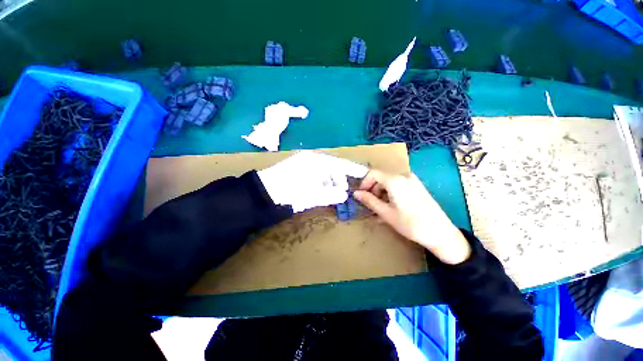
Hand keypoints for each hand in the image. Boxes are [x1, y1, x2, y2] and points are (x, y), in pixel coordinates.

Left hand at [258, 150, 368, 212]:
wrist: (263, 193)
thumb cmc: (289, 192)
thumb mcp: (312, 194)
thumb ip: (330, 194)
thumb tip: (343, 194)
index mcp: (316, 161)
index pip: (339, 164)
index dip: (352, 169)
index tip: (363, 173)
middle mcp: (311, 159)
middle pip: (332, 168)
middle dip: (339, 180)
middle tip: (341, 192)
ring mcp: (303, 163)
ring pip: (323, 172)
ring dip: (329, 182)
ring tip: (329, 194)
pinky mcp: (297, 169)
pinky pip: (315, 174)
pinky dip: (320, 182)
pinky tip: (318, 191)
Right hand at [353, 170, 470, 264]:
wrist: (440, 233)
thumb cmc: (410, 224)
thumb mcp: (386, 213)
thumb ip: (369, 201)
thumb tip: (356, 193)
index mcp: (395, 180)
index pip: (373, 174)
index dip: (364, 183)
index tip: (361, 196)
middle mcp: (404, 176)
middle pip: (381, 178)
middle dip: (373, 190)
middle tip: (371, 205)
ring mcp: (412, 180)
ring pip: (389, 182)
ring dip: (381, 193)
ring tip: (381, 209)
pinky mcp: (418, 186)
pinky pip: (398, 185)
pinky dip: (391, 193)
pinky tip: (391, 207)